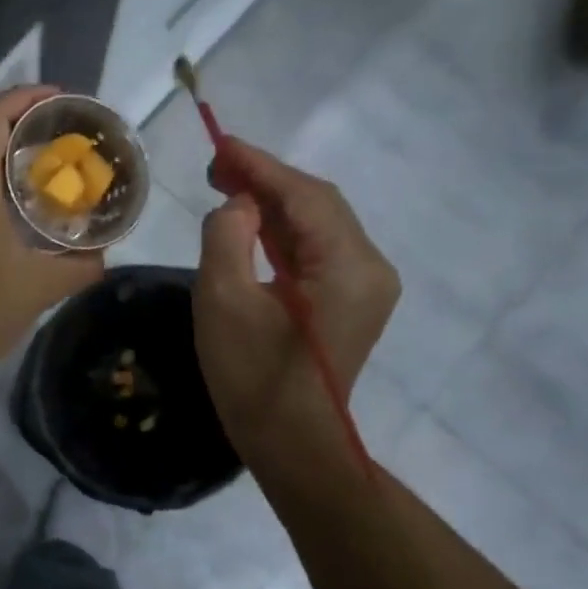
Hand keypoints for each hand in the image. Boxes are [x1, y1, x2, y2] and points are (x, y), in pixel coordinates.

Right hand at [192, 139, 399, 463]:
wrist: (291, 444)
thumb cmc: (252, 376)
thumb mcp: (224, 301)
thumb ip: (227, 237)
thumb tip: (238, 206)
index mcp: (348, 265)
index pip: (304, 196)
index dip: (260, 166)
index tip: (220, 144)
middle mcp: (370, 267)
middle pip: (317, 205)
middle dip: (267, 182)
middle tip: (217, 167)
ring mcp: (365, 287)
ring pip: (318, 227)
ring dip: (273, 206)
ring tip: (227, 189)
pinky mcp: (350, 304)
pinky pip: (316, 253)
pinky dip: (283, 235)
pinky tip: (252, 227)